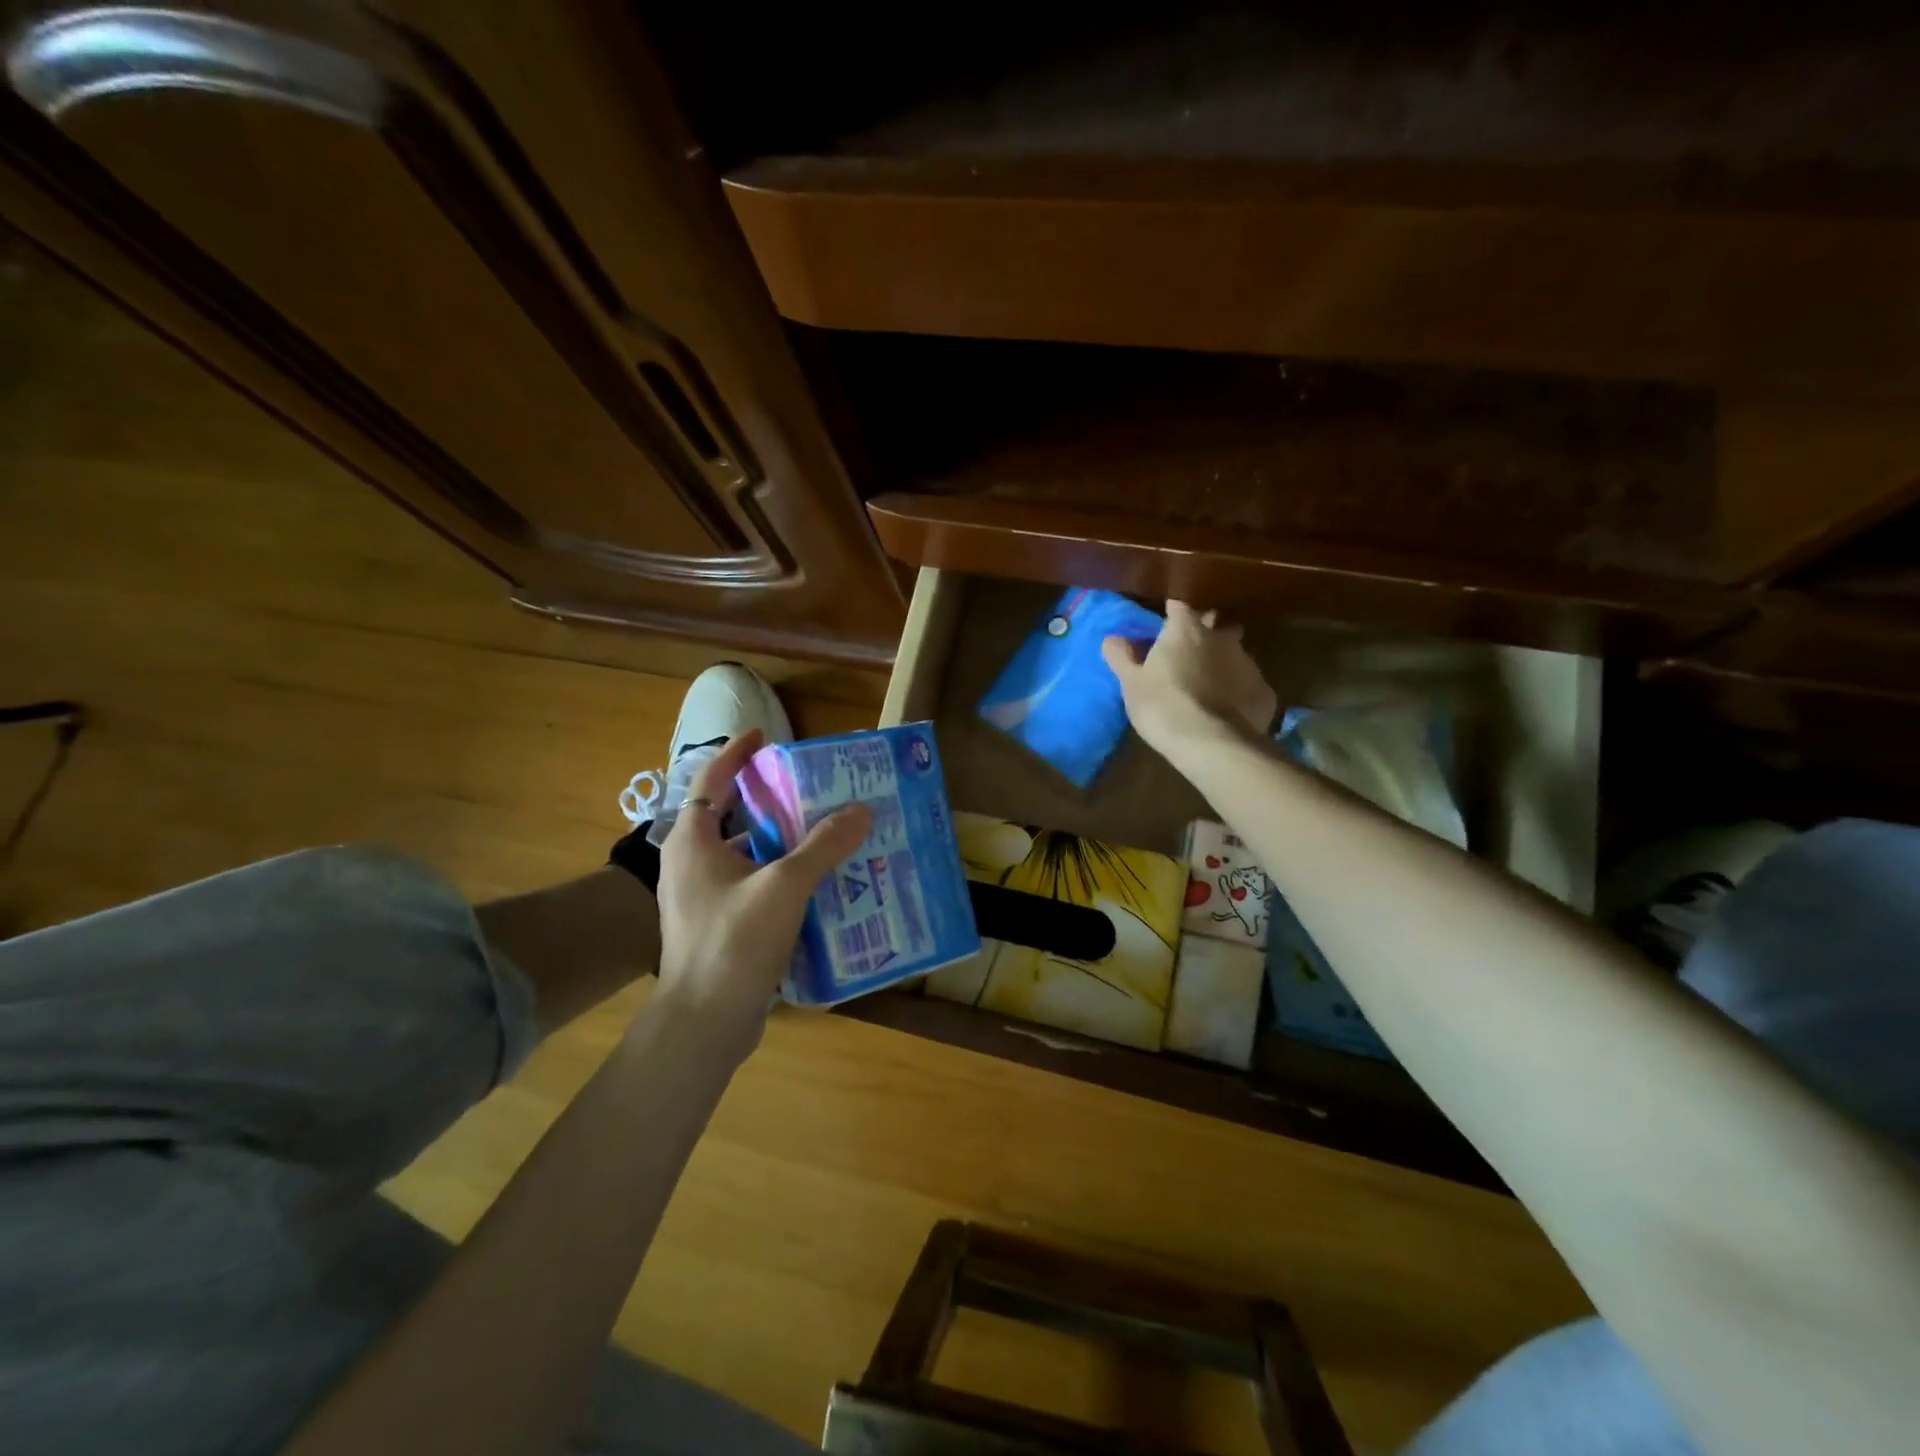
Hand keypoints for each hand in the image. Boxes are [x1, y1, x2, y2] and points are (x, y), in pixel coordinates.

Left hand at [654, 730, 871, 1056]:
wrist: (704, 1023)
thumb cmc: (734, 942)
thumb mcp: (784, 886)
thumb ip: (824, 845)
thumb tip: (862, 810)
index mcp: (693, 841)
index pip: (712, 779)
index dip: (738, 753)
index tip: (766, 735)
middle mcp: (692, 863)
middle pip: (733, 815)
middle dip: (772, 799)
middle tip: (814, 787)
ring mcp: (703, 897)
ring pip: (747, 853)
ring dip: (782, 841)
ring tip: (826, 832)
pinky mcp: (719, 925)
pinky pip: (753, 885)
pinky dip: (781, 875)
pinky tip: (818, 883)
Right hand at [1102, 601, 1277, 763]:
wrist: (1210, 743)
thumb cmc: (1162, 706)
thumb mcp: (1131, 684)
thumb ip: (1122, 657)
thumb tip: (1112, 639)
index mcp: (1186, 630)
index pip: (1180, 608)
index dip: (1174, 613)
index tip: (1168, 620)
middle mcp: (1222, 638)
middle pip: (1218, 624)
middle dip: (1208, 631)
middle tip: (1193, 650)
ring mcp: (1248, 663)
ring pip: (1237, 653)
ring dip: (1225, 662)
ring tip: (1212, 683)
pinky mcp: (1265, 692)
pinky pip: (1250, 684)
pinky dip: (1240, 690)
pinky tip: (1230, 709)